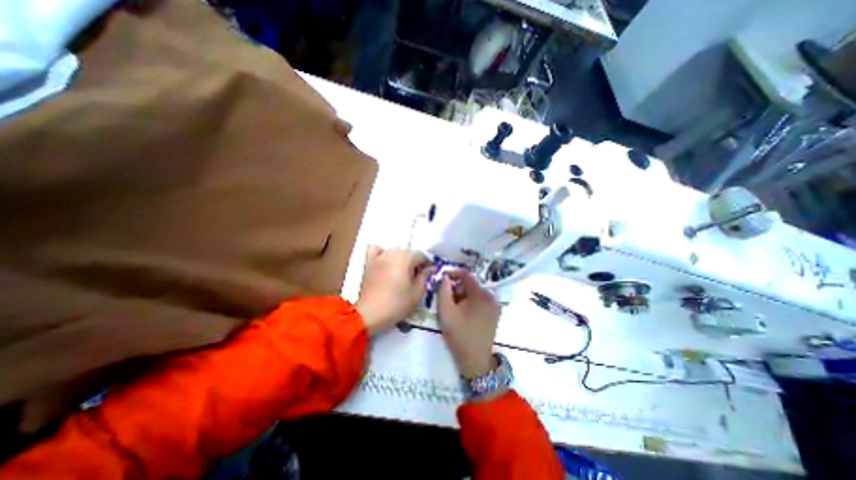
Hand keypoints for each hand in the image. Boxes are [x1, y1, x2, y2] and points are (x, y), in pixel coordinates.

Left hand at [357, 246, 434, 335]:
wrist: (370, 314)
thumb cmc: (397, 304)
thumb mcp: (417, 293)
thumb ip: (425, 277)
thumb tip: (430, 268)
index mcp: (406, 258)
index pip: (421, 255)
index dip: (427, 265)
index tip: (428, 275)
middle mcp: (393, 252)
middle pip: (408, 252)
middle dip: (414, 262)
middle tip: (416, 278)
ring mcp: (379, 256)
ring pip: (394, 251)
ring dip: (401, 259)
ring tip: (402, 273)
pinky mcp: (369, 262)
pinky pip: (376, 250)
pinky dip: (382, 253)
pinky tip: (385, 262)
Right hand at [437, 269, 498, 378]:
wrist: (476, 359)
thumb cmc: (459, 335)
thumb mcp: (446, 311)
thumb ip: (443, 291)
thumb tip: (445, 277)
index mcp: (481, 295)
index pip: (466, 275)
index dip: (453, 273)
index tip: (442, 278)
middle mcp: (491, 296)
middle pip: (471, 284)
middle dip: (457, 289)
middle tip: (448, 301)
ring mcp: (495, 304)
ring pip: (475, 292)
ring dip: (463, 296)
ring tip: (455, 310)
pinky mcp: (495, 312)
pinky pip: (480, 300)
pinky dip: (470, 302)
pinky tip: (464, 314)